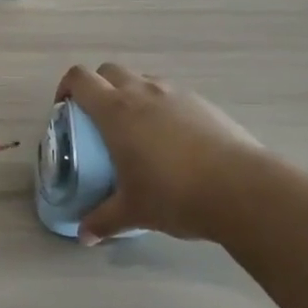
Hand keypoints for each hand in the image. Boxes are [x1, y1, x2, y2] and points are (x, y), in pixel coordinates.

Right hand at [56, 63, 268, 243]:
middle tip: (98, 120)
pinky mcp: (203, 103)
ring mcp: (175, 94)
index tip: (65, 109)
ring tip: (137, 131)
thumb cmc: (174, 194)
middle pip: (109, 71)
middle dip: (98, 87)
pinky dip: (162, 108)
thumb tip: (83, 236)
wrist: (241, 189)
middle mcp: (142, 92)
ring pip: (142, 80)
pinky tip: (173, 142)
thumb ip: (103, 220)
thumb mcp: (133, 211)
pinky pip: (171, 95)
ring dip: (131, 95)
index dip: (66, 87)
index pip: (80, 79)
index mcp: (116, 111)